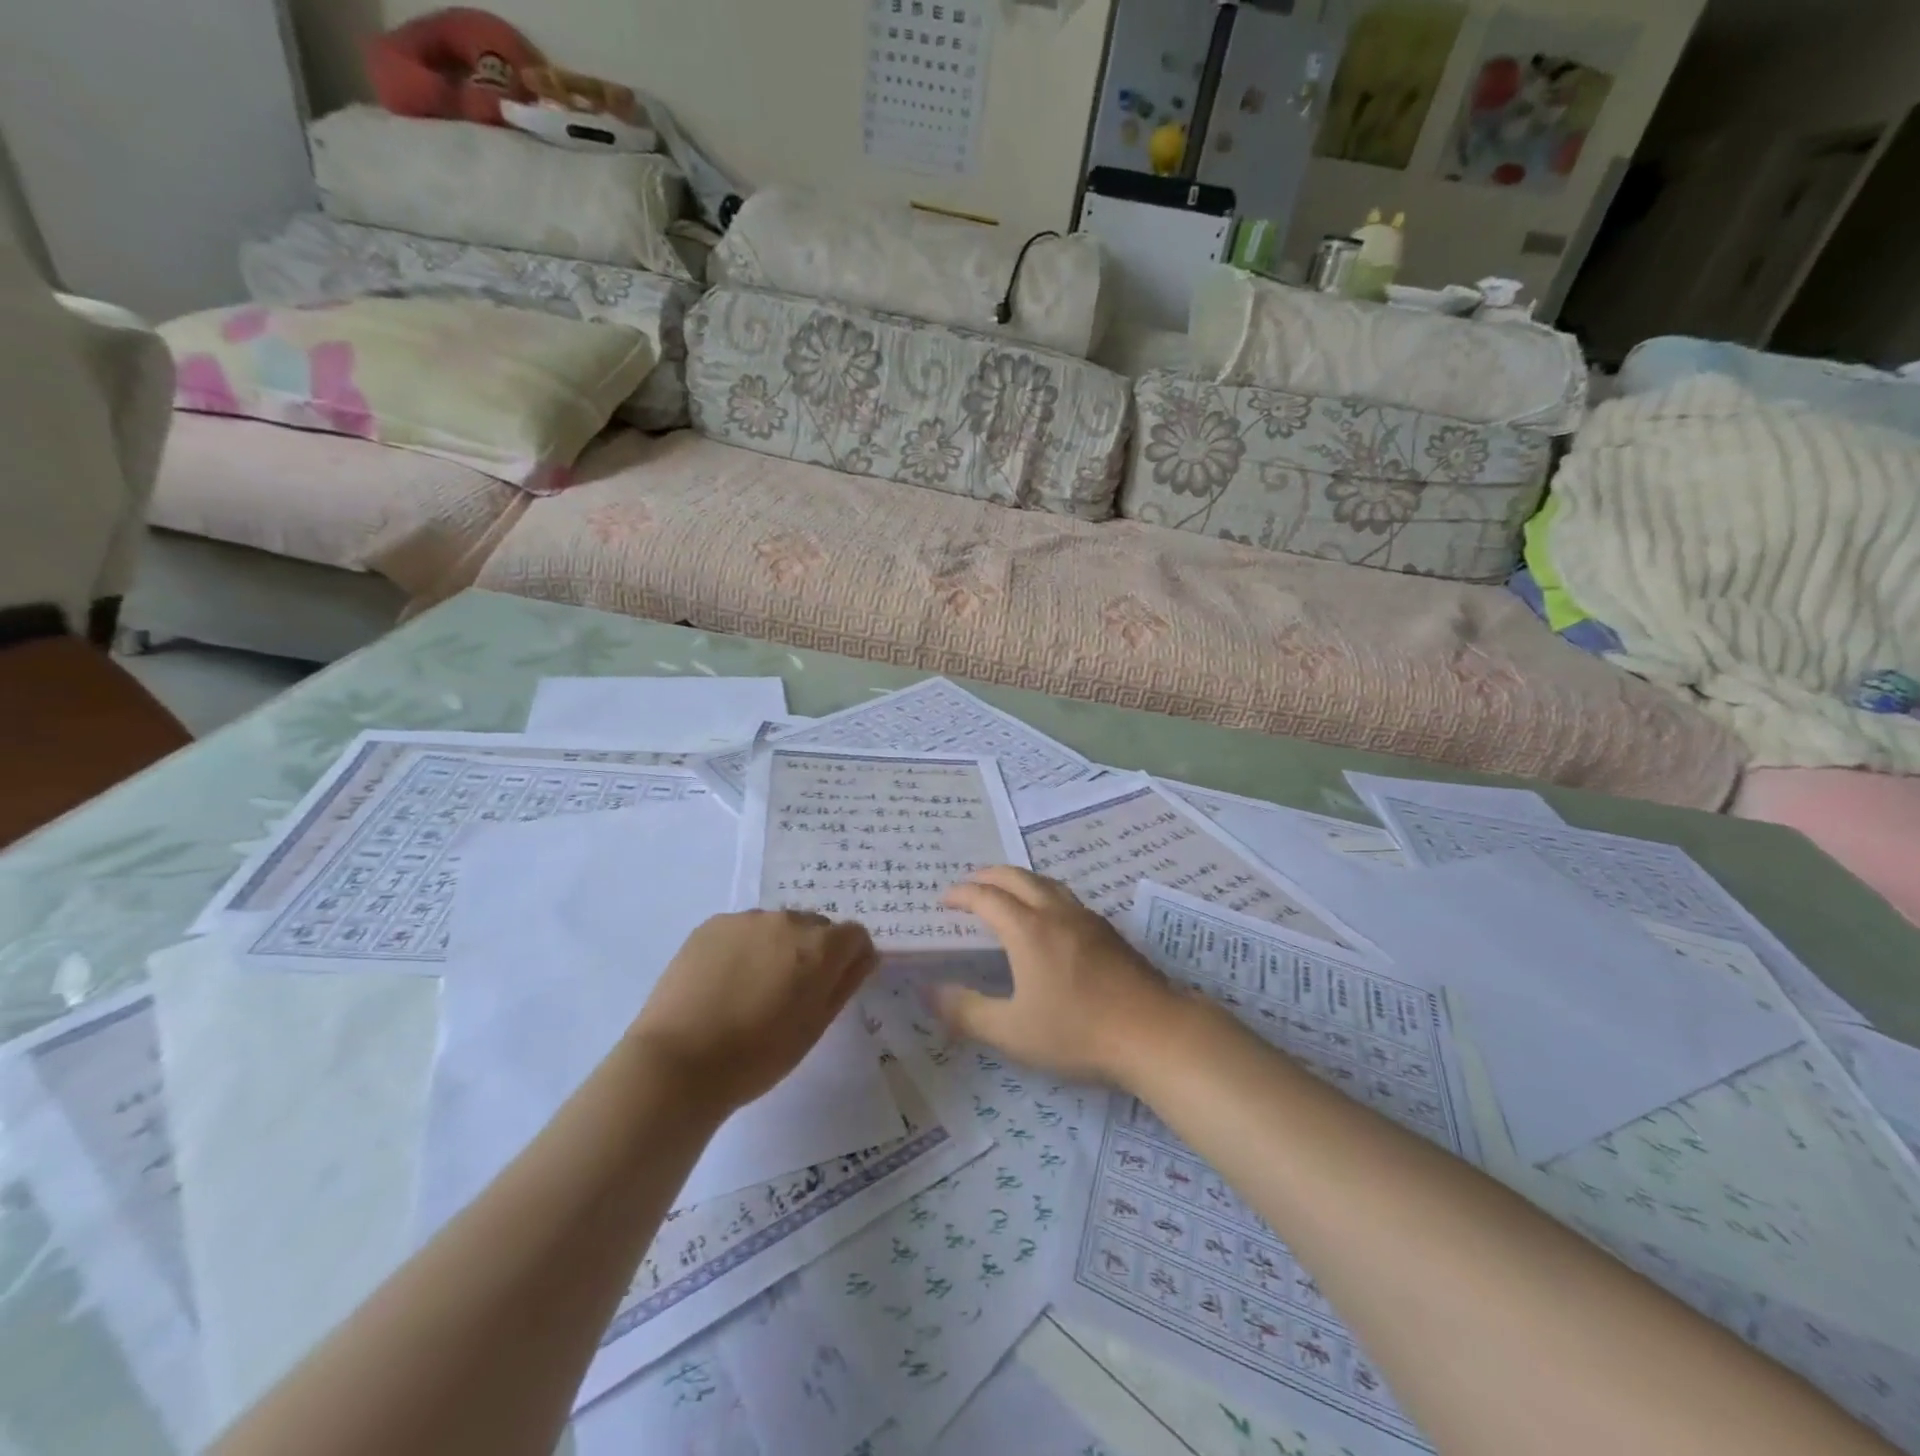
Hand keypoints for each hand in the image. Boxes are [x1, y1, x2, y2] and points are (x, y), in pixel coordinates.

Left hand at [630, 911, 877, 1114]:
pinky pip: (743, 929)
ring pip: (777, 927)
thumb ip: (844, 984)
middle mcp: (788, 921)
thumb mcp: (814, 1027)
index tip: (833, 987)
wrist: (678, 1062)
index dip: (850, 960)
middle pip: (816, 927)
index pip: (855, 936)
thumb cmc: (757, 1056)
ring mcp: (747, 919)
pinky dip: (743, 948)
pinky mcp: (712, 924)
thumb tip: (864, 957)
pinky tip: (723, 983)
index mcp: (820, 947)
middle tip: (790, 993)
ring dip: (777, 948)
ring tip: (751, 990)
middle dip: (813, 952)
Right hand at [935, 866, 1184, 1085]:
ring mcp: (1086, 918)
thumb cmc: (1077, 1032)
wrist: (1154, 1032)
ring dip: (1018, 880)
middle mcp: (1055, 912)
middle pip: (1016, 877)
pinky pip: (1065, 896)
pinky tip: (1048, 918)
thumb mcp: (1012, 1032)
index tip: (943, 900)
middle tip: (969, 886)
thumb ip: (966, 1011)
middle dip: (987, 876)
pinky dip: (1042, 892)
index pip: (986, 897)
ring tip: (1005, 893)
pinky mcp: (1108, 931)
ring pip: (1045, 882)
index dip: (961, 894)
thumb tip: (929, 991)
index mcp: (1028, 929)